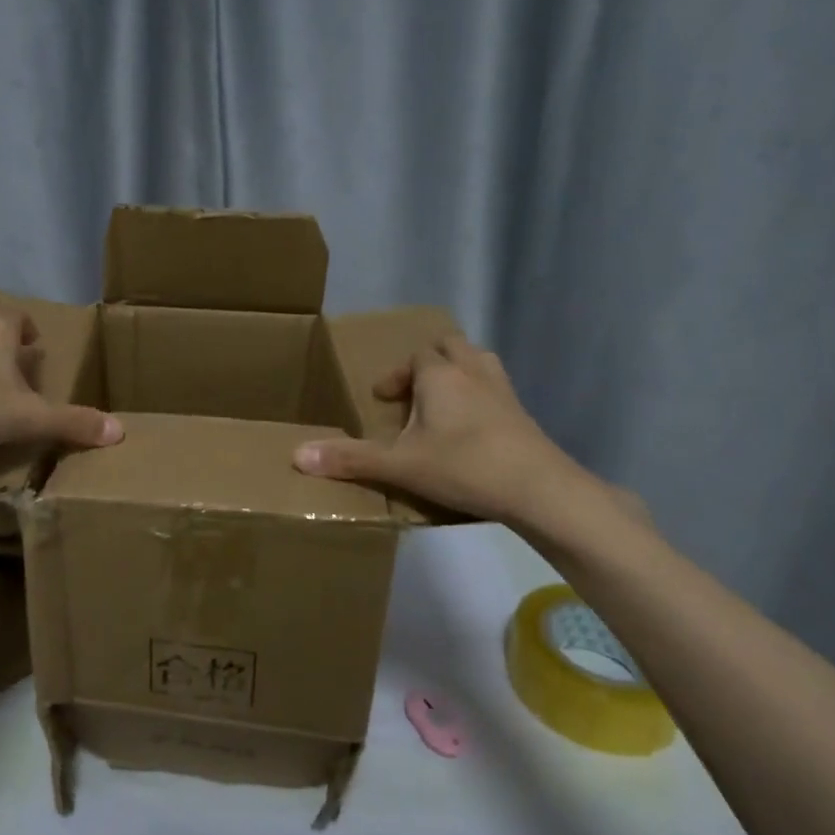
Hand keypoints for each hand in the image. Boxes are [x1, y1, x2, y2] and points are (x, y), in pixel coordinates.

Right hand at [293, 334, 631, 547]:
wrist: (539, 488)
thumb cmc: (463, 466)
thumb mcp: (400, 465)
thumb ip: (350, 459)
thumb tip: (296, 455)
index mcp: (439, 374)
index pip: (414, 357)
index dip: (395, 375)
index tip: (382, 400)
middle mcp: (472, 370)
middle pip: (448, 347)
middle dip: (426, 363)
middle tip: (412, 394)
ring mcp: (503, 389)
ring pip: (476, 361)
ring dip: (456, 373)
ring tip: (441, 404)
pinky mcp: (523, 412)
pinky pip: (495, 388)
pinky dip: (478, 396)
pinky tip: (471, 429)